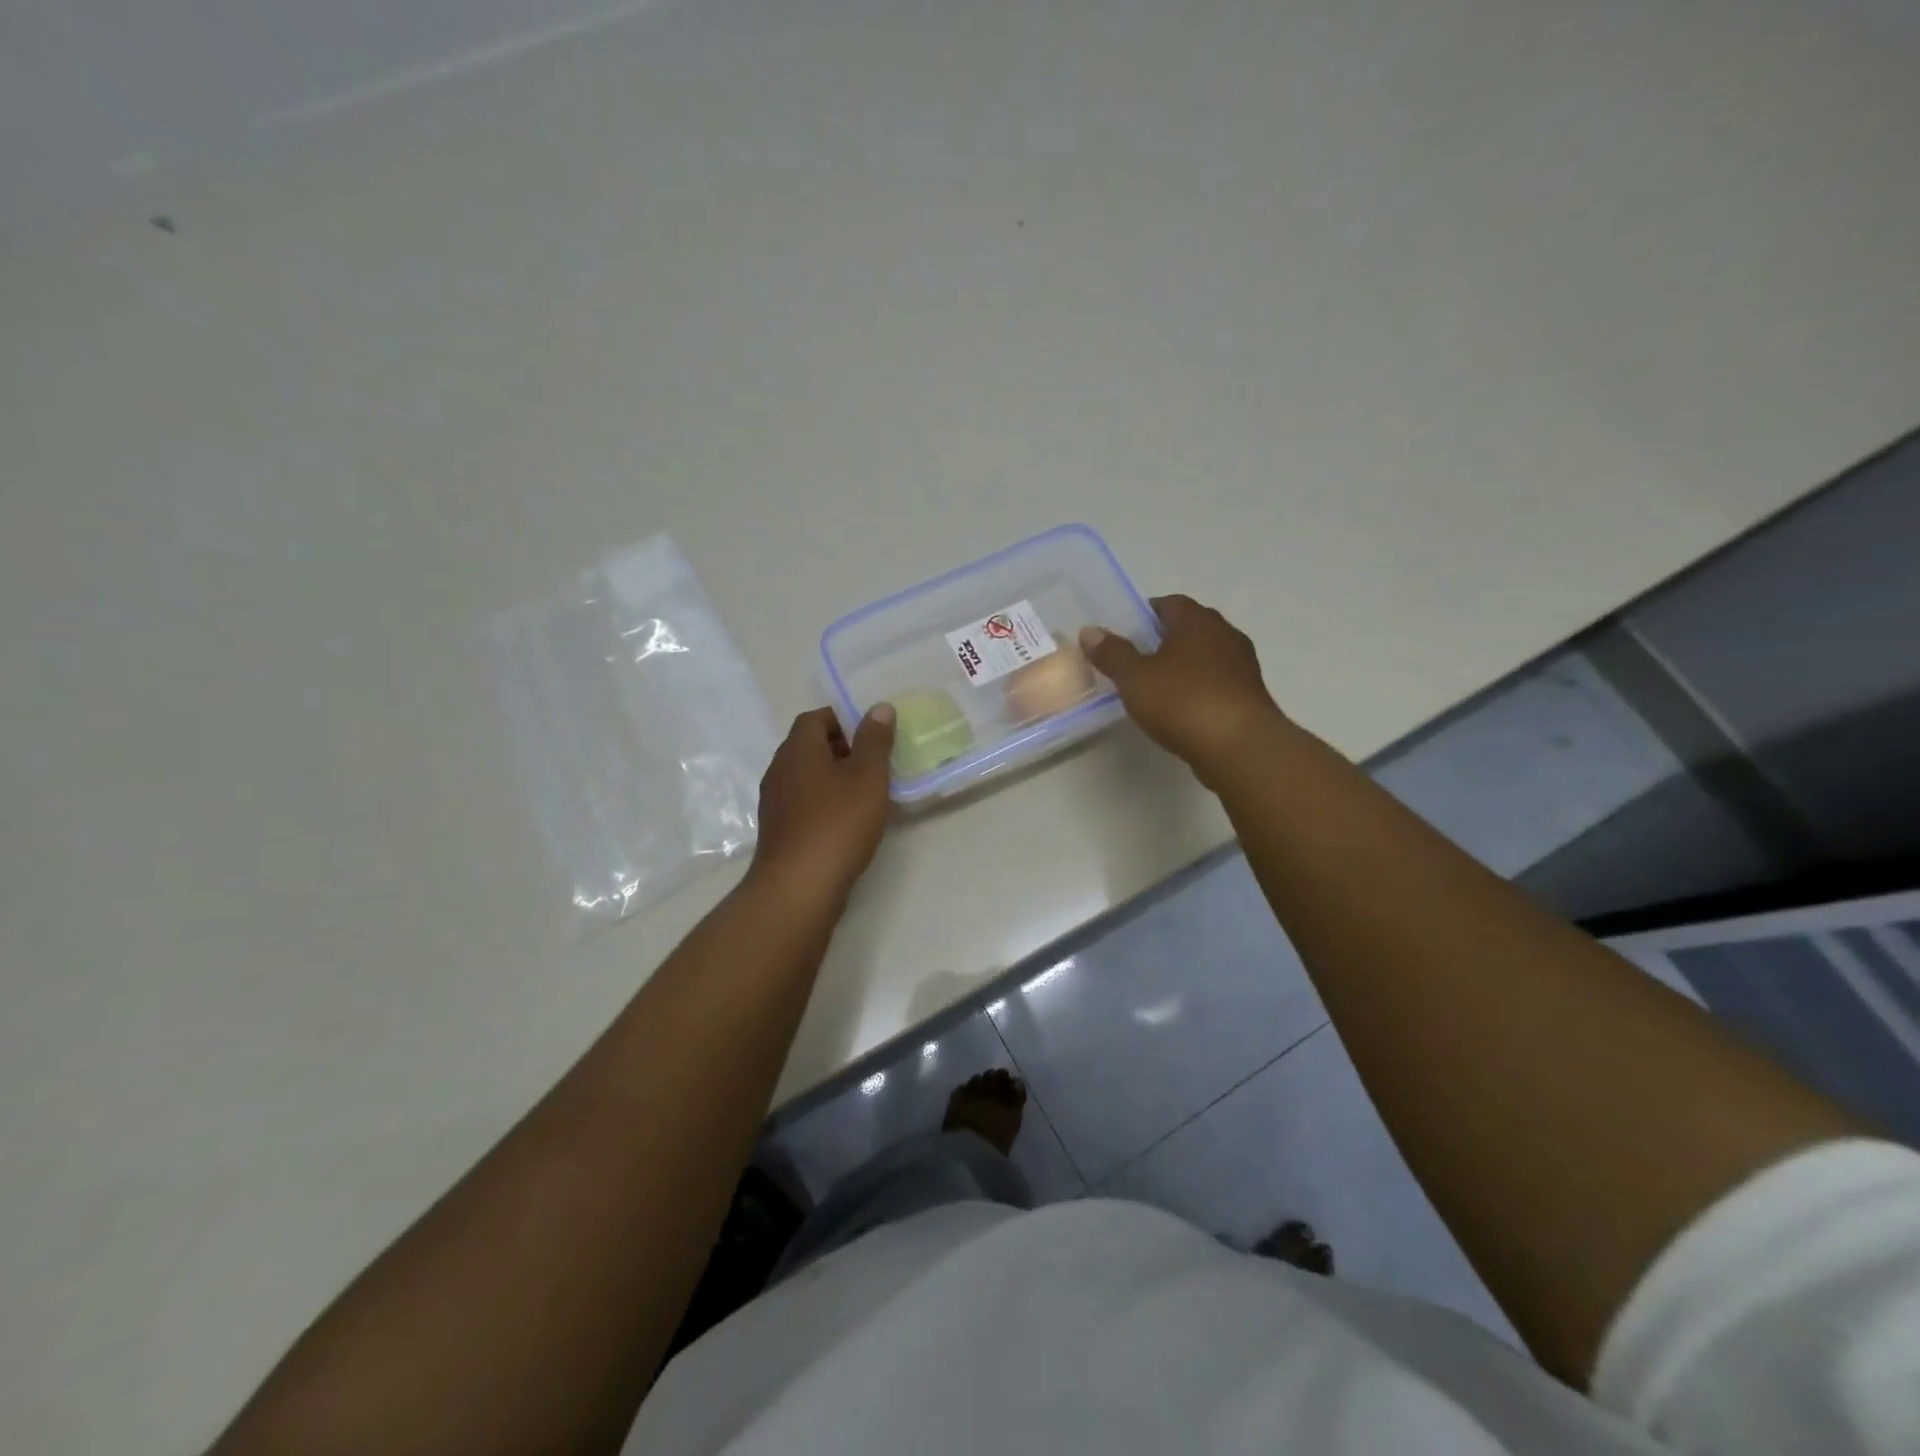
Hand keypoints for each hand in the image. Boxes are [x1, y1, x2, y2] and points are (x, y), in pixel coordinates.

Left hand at [748, 704, 895, 908]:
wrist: (799, 887)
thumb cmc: (837, 823)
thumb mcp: (867, 776)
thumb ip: (875, 740)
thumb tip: (879, 707)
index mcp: (797, 749)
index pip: (816, 718)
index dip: (844, 719)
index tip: (873, 734)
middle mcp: (779, 770)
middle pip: (810, 747)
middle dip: (843, 749)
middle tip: (876, 763)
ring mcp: (775, 803)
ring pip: (808, 777)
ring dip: (835, 779)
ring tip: (868, 793)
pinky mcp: (780, 831)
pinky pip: (805, 804)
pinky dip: (826, 804)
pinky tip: (850, 822)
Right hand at [1079, 594, 1284, 783]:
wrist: (1240, 747)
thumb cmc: (1183, 701)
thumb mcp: (1134, 678)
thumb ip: (1112, 653)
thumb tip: (1090, 631)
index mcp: (1197, 621)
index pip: (1169, 603)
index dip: (1145, 614)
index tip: (1124, 632)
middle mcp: (1225, 635)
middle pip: (1190, 628)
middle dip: (1164, 640)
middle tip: (1135, 660)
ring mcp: (1242, 666)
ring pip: (1206, 657)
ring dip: (1184, 666)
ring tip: (1156, 687)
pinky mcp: (1249, 697)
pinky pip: (1217, 684)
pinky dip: (1198, 689)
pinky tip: (1181, 710)